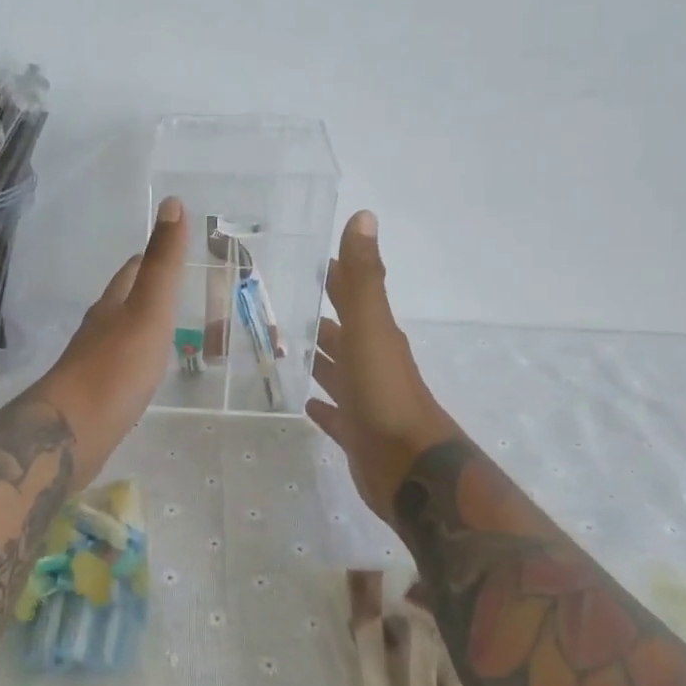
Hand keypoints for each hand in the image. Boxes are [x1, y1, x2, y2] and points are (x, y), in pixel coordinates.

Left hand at [33, 196, 187, 485]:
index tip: (173, 253)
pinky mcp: (95, 396)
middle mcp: (99, 330)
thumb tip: (171, 202)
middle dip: (145, 292)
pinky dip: (135, 361)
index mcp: (112, 305)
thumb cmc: (116, 368)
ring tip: (166, 330)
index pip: (131, 271)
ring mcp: (94, 364)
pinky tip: (144, 374)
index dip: (151, 259)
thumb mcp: (149, 310)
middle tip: (176, 292)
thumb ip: (163, 263)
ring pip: (119, 335)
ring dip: (140, 328)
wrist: (74, 431)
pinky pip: (119, 369)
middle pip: (122, 302)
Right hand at [308, 211, 458, 523]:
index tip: (300, 260)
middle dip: (315, 319)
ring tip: (281, 349)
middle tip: (274, 306)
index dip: (330, 276)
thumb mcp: (371, 330)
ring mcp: (364, 400)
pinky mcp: (357, 433)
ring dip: (317, 360)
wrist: (412, 469)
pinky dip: (321, 406)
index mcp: (374, 336)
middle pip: (339, 334)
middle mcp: (370, 363)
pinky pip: (334, 414)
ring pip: (336, 372)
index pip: (349, 295)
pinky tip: (303, 403)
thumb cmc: (387, 396)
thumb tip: (363, 216)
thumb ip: (362, 279)